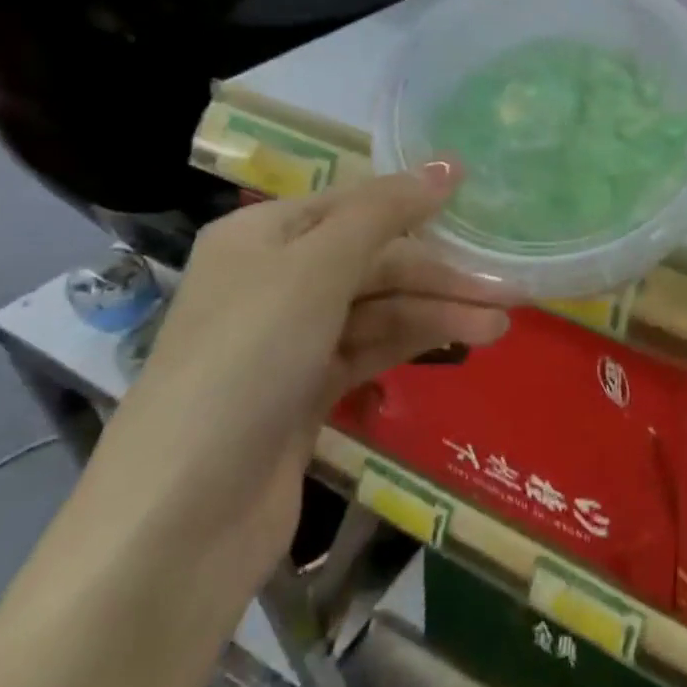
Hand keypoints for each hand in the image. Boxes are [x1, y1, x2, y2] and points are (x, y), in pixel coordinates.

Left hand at [82, 162, 518, 606]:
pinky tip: (464, 343)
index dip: (418, 200)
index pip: (357, 203)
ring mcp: (290, 339)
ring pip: (380, 308)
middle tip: (509, 287)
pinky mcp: (306, 390)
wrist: (178, 522)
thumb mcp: (316, 270)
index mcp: (263, 236)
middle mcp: (275, 279)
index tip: (483, 202)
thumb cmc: (245, 364)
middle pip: (375, 260)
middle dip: (440, 273)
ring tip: (500, 325)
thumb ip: (385, 213)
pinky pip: (373, 348)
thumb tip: (448, 165)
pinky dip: (416, 342)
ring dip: (439, 312)